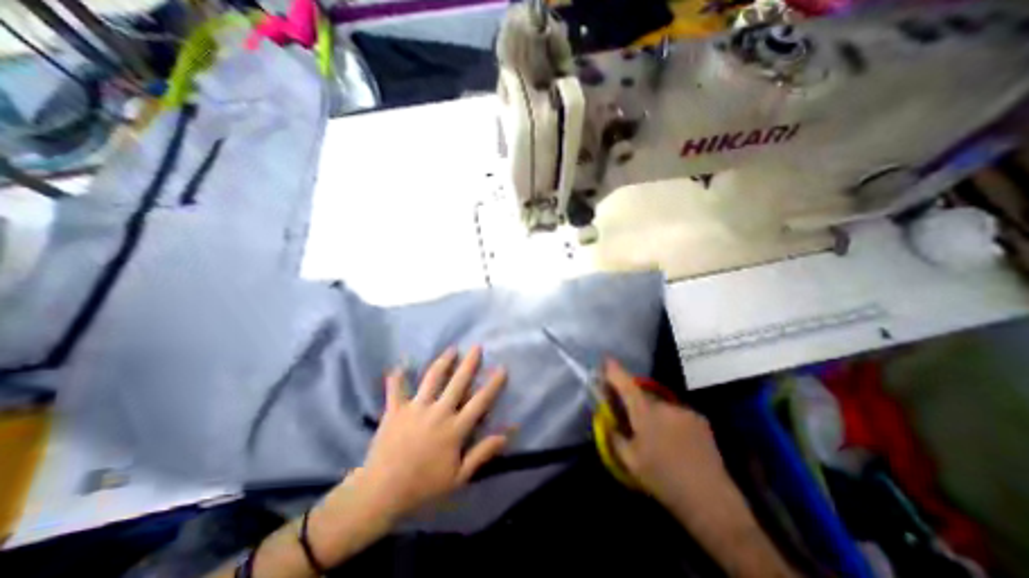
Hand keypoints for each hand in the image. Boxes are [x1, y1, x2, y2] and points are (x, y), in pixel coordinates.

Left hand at [353, 345, 509, 519]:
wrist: (381, 493)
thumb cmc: (424, 486)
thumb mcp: (459, 477)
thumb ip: (482, 453)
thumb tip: (506, 435)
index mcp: (455, 428)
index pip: (480, 401)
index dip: (493, 384)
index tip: (501, 368)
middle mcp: (438, 411)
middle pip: (458, 382)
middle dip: (469, 363)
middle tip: (476, 347)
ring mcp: (416, 408)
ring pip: (432, 378)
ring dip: (443, 362)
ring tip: (451, 349)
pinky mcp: (395, 410)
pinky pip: (395, 389)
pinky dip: (397, 377)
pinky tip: (399, 364)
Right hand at [606, 361, 735, 513]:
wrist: (712, 501)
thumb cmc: (663, 479)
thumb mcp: (629, 461)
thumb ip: (615, 436)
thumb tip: (609, 421)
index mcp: (645, 413)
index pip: (626, 384)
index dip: (615, 370)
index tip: (606, 358)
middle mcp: (665, 405)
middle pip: (642, 395)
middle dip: (633, 400)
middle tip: (629, 416)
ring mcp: (685, 411)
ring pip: (659, 405)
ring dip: (652, 413)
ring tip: (655, 437)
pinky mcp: (700, 420)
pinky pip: (675, 413)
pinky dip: (669, 420)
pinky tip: (674, 441)